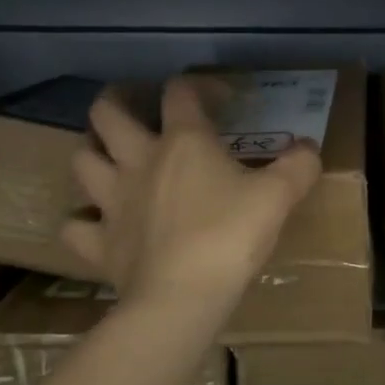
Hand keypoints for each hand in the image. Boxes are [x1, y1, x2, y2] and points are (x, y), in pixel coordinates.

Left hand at [61, 76, 322, 310]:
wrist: (183, 298)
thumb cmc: (230, 237)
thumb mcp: (278, 197)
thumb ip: (298, 165)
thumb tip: (309, 147)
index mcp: (184, 142)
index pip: (181, 92)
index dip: (200, 86)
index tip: (222, 100)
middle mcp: (139, 161)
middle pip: (106, 114)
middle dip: (116, 102)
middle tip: (134, 109)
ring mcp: (112, 201)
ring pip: (81, 160)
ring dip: (93, 153)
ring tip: (111, 159)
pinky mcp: (99, 243)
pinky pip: (75, 225)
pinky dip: (83, 220)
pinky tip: (98, 223)